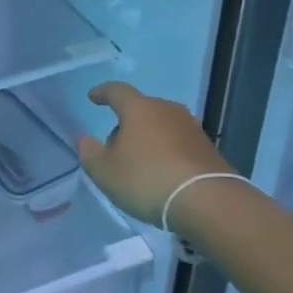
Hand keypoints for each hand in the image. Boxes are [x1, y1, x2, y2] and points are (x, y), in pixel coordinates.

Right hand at [75, 82, 232, 224]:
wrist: (207, 201)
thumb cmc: (147, 179)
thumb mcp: (105, 172)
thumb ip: (90, 153)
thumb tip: (85, 139)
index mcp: (139, 108)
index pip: (117, 91)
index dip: (103, 92)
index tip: (93, 97)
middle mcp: (167, 110)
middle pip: (141, 109)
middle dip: (126, 122)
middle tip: (115, 145)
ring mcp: (191, 127)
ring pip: (161, 126)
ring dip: (149, 138)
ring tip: (140, 162)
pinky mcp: (208, 148)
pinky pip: (178, 143)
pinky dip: (167, 152)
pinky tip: (163, 173)